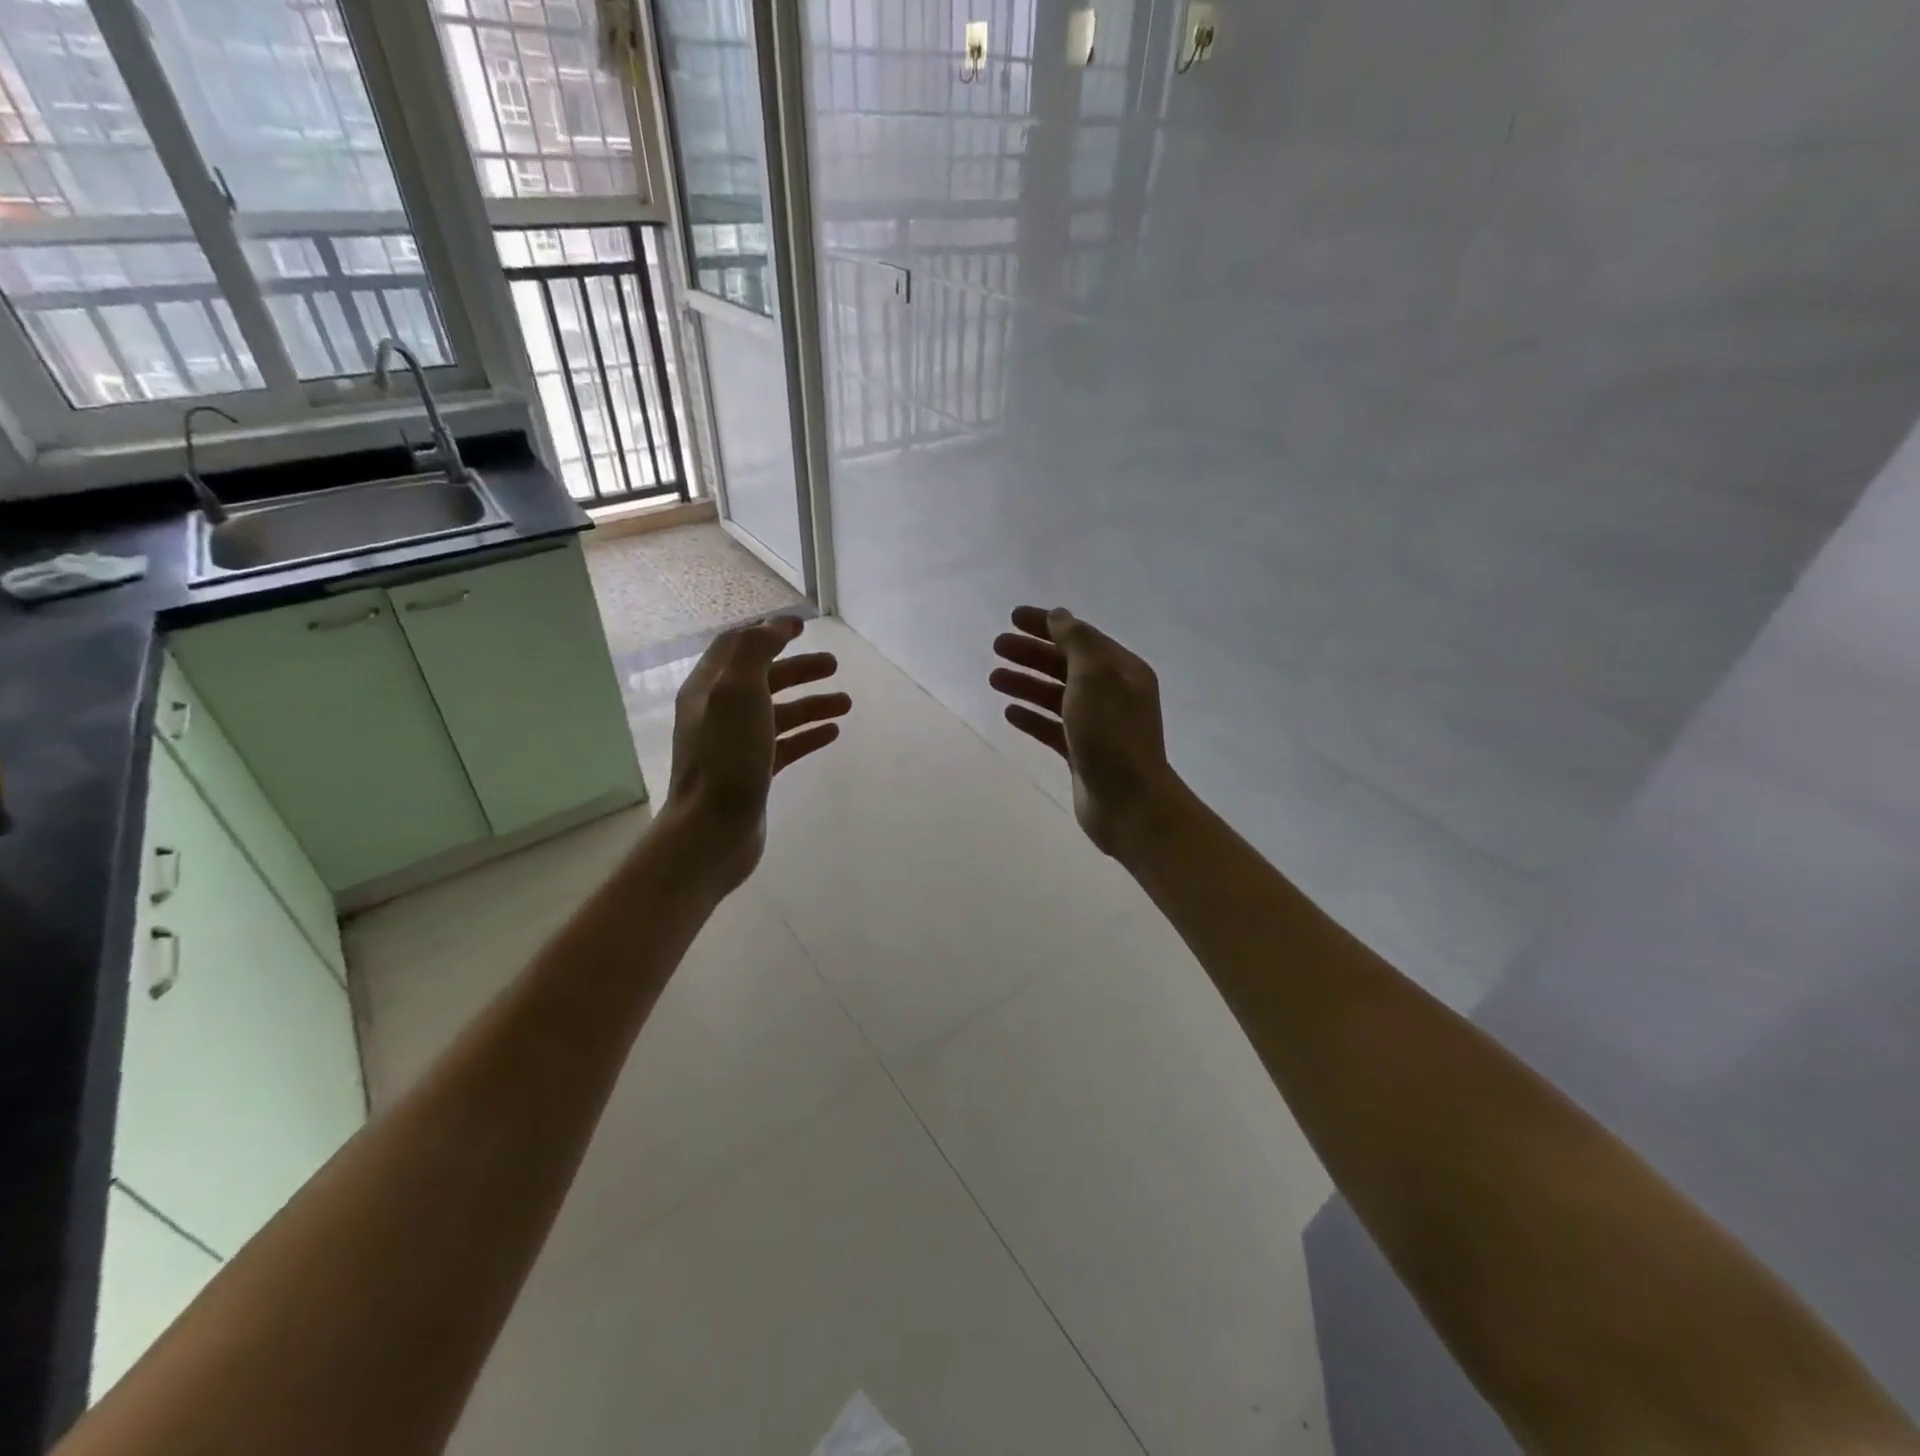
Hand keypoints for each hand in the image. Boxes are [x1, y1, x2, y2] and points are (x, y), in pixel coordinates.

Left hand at [665, 616, 848, 889]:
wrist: (712, 831)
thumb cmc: (726, 757)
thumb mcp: (738, 691)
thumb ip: (756, 651)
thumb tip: (775, 625)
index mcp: (709, 688)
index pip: (737, 646)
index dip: (769, 632)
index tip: (803, 626)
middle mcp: (718, 713)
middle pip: (763, 679)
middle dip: (799, 668)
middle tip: (834, 665)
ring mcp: (735, 745)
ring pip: (778, 713)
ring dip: (811, 703)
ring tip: (846, 704)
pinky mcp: (752, 774)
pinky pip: (784, 745)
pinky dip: (808, 735)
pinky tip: (832, 733)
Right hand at [990, 605, 1182, 859]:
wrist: (1129, 803)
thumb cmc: (1111, 735)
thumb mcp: (1094, 677)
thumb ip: (1075, 642)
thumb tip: (1059, 616)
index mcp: (1122, 671)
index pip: (1080, 637)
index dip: (1046, 624)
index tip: (1012, 617)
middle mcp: (1113, 694)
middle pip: (1066, 664)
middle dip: (1031, 653)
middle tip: (997, 647)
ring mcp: (1098, 725)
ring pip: (1056, 695)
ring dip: (1026, 683)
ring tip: (994, 678)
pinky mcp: (1083, 753)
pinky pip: (1053, 727)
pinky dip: (1032, 717)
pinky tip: (1009, 713)